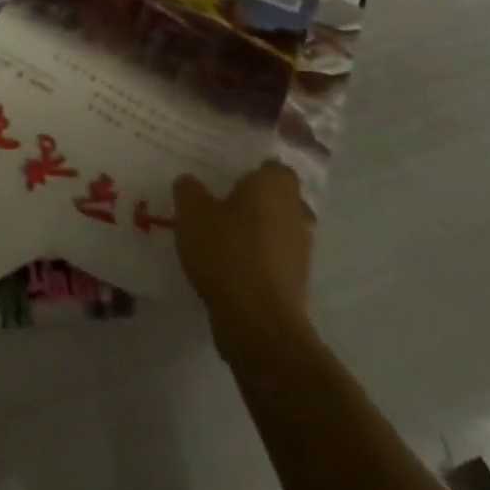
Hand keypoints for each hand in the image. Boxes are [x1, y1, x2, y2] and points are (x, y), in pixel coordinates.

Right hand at [173, 162, 315, 361]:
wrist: (258, 322)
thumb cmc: (226, 253)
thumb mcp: (191, 212)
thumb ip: (189, 190)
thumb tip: (191, 182)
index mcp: (273, 188)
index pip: (275, 167)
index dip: (256, 167)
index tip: (231, 170)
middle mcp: (295, 214)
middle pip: (281, 197)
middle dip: (258, 198)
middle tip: (224, 198)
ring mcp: (300, 251)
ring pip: (281, 227)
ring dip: (260, 228)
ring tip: (224, 231)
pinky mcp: (296, 282)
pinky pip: (276, 256)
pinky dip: (259, 255)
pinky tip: (231, 261)